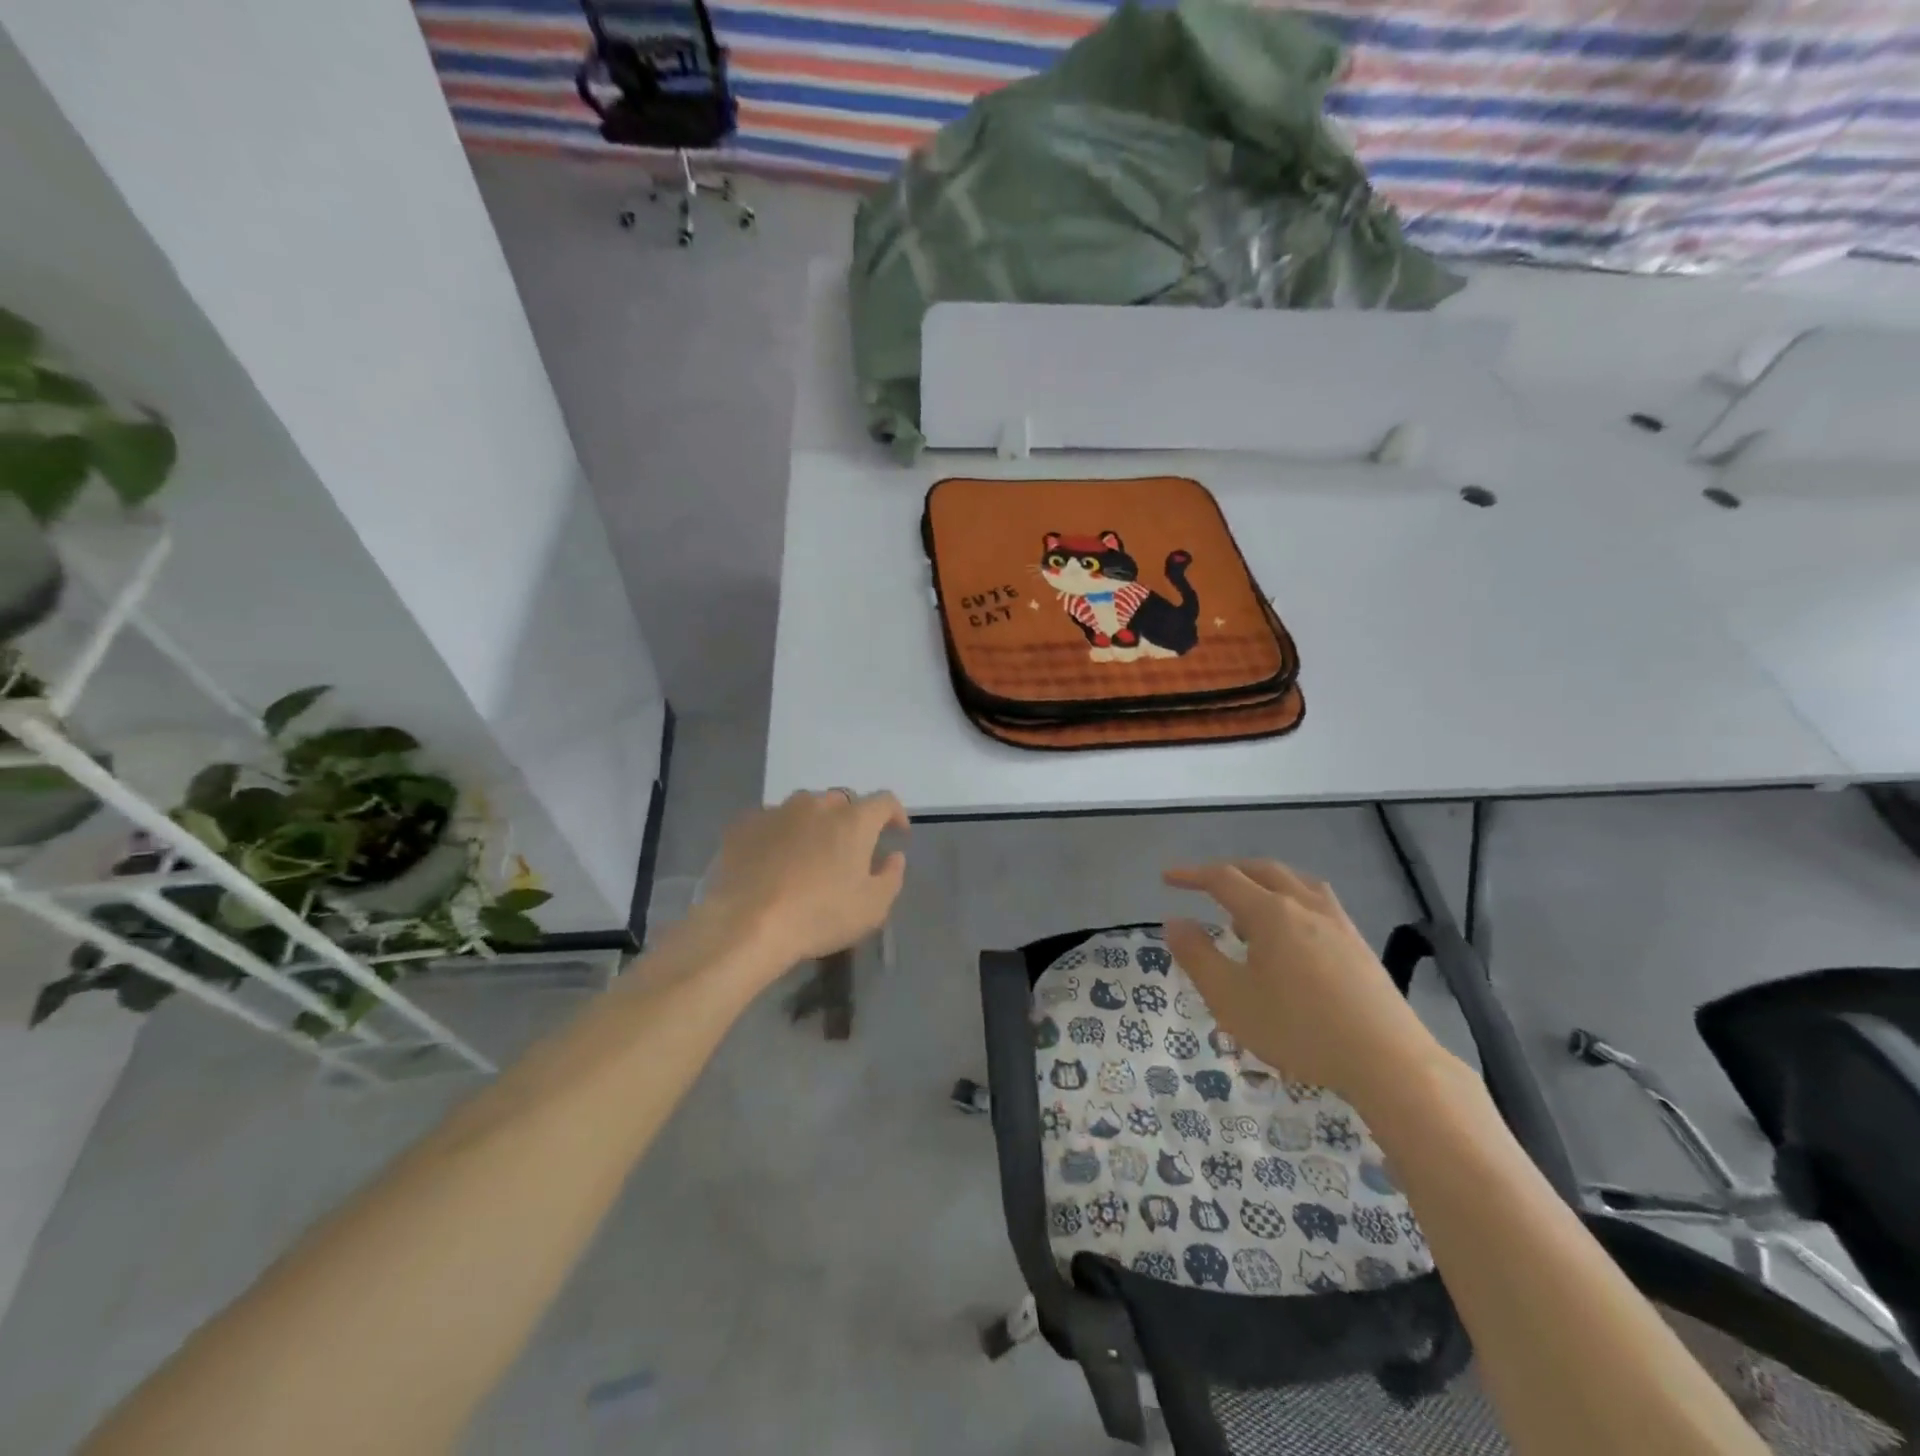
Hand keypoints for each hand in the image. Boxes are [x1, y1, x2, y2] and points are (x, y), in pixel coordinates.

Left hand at [700, 790, 908, 969]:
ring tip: (808, 852)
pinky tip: (772, 858)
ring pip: (804, 807)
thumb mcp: (872, 907)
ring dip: (813, 823)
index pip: (884, 801)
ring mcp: (777, 811)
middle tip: (848, 850)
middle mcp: (816, 805)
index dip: (895, 814)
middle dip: (851, 820)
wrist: (747, 925)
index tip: (896, 833)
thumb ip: (891, 876)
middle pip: (842, 802)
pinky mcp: (744, 825)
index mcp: (853, 820)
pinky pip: (770, 821)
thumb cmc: (819, 916)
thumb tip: (893, 856)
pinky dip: (779, 833)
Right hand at [1162, 860, 1444, 1109]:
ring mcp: (1337, 922)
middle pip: (1261, 870)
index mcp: (1270, 913)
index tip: (1167, 877)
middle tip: (1203, 884)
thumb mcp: (1231, 999)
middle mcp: (1304, 905)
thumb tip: (1174, 922)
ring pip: (1295, 881)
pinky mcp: (1358, 943)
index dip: (1191, 875)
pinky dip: (1292, 898)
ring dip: (1264, 881)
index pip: (1222, 879)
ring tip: (1248, 906)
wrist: (1387, 1060)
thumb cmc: (1299, 1029)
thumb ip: (1198, 957)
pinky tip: (1292, 931)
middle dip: (1228, 871)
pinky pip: (1317, 901)